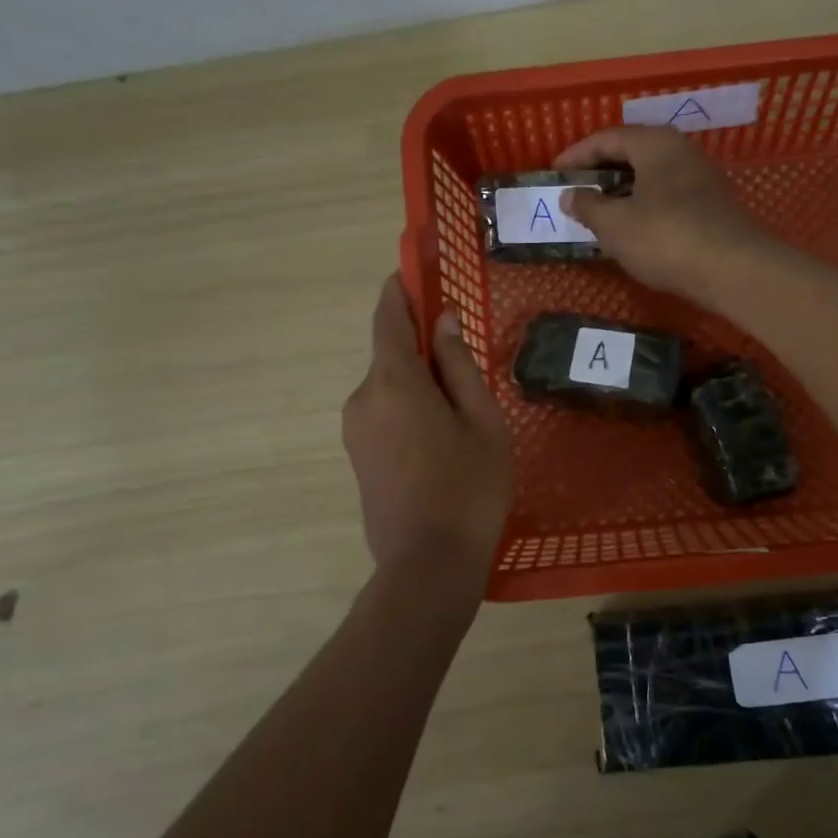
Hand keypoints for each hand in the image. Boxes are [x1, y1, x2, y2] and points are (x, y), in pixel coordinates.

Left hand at [342, 276, 512, 576]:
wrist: (427, 565)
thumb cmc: (468, 488)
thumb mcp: (482, 421)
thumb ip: (460, 366)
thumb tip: (443, 322)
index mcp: (394, 382)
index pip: (389, 317)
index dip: (401, 290)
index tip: (416, 272)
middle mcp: (363, 398)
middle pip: (392, 355)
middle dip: (424, 350)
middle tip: (467, 370)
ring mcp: (355, 430)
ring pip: (390, 388)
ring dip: (420, 386)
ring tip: (462, 421)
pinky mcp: (357, 457)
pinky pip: (384, 415)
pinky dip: (410, 411)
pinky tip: (442, 444)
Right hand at [554, 127, 776, 303]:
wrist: (734, 270)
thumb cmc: (665, 238)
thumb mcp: (615, 224)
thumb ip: (588, 206)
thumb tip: (571, 195)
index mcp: (655, 143)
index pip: (607, 138)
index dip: (576, 155)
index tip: (554, 174)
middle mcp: (680, 151)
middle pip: (631, 154)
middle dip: (600, 173)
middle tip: (574, 193)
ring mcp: (700, 179)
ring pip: (650, 177)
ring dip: (621, 193)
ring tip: (597, 214)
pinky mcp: (710, 206)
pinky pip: (665, 197)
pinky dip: (642, 207)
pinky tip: (631, 230)